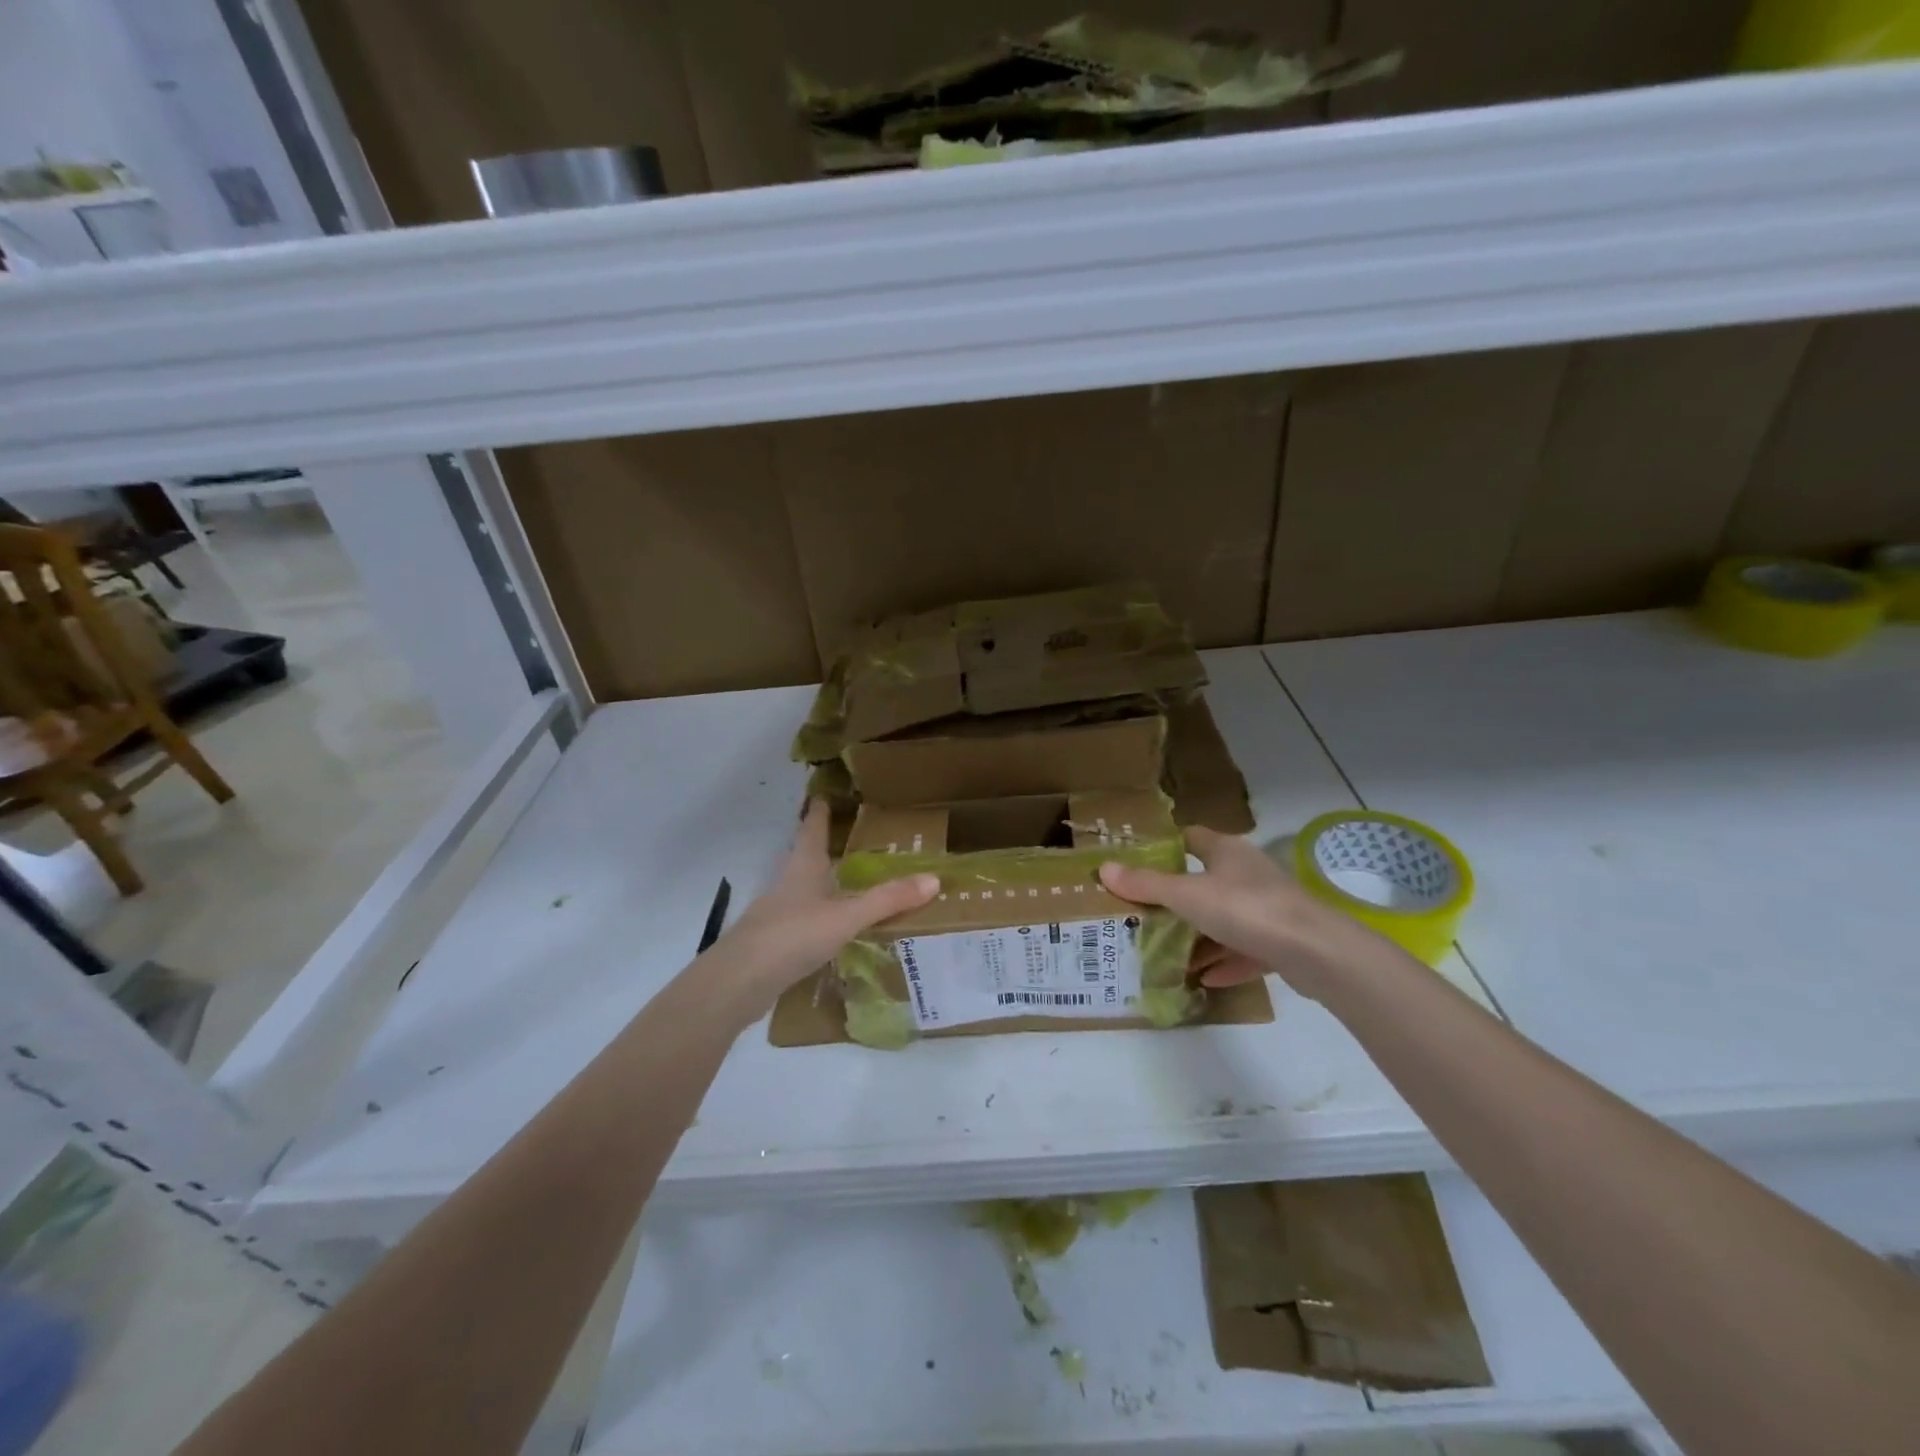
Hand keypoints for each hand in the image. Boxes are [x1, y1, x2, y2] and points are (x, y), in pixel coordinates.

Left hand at [706, 801, 937, 1016]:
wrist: (739, 982)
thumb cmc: (792, 935)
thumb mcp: (846, 916)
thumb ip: (887, 900)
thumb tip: (934, 879)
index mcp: (803, 867)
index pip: (812, 829)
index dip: (820, 812)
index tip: (825, 794)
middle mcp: (788, 883)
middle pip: (805, 857)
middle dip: (824, 847)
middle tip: (849, 839)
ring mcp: (777, 913)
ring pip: (803, 889)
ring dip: (822, 883)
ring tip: (848, 882)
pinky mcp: (774, 942)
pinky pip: (803, 920)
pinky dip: (819, 917)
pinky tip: (833, 929)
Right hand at [1098, 827, 1368, 999]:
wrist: (1315, 951)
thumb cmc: (1245, 908)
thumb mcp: (1186, 895)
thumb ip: (1146, 885)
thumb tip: (1104, 868)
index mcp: (1227, 851)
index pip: (1192, 838)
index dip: (1166, 847)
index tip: (1139, 863)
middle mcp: (1249, 873)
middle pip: (1207, 881)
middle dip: (1178, 899)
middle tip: (1145, 914)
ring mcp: (1268, 907)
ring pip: (1226, 919)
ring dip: (1201, 936)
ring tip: (1169, 954)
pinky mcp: (1282, 942)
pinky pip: (1245, 950)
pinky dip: (1225, 961)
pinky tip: (1205, 979)